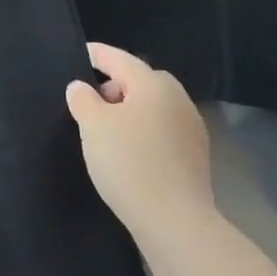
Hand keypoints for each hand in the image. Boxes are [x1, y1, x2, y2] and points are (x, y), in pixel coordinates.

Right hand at [66, 43, 213, 240]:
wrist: (175, 222)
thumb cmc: (129, 162)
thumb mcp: (93, 125)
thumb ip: (83, 99)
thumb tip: (81, 87)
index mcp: (153, 84)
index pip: (119, 58)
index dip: (96, 54)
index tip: (80, 53)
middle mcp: (177, 99)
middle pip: (140, 80)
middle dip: (115, 84)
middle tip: (90, 99)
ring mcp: (191, 129)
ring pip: (154, 107)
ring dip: (131, 110)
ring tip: (107, 128)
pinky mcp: (196, 157)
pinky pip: (163, 130)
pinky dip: (144, 131)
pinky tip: (129, 150)